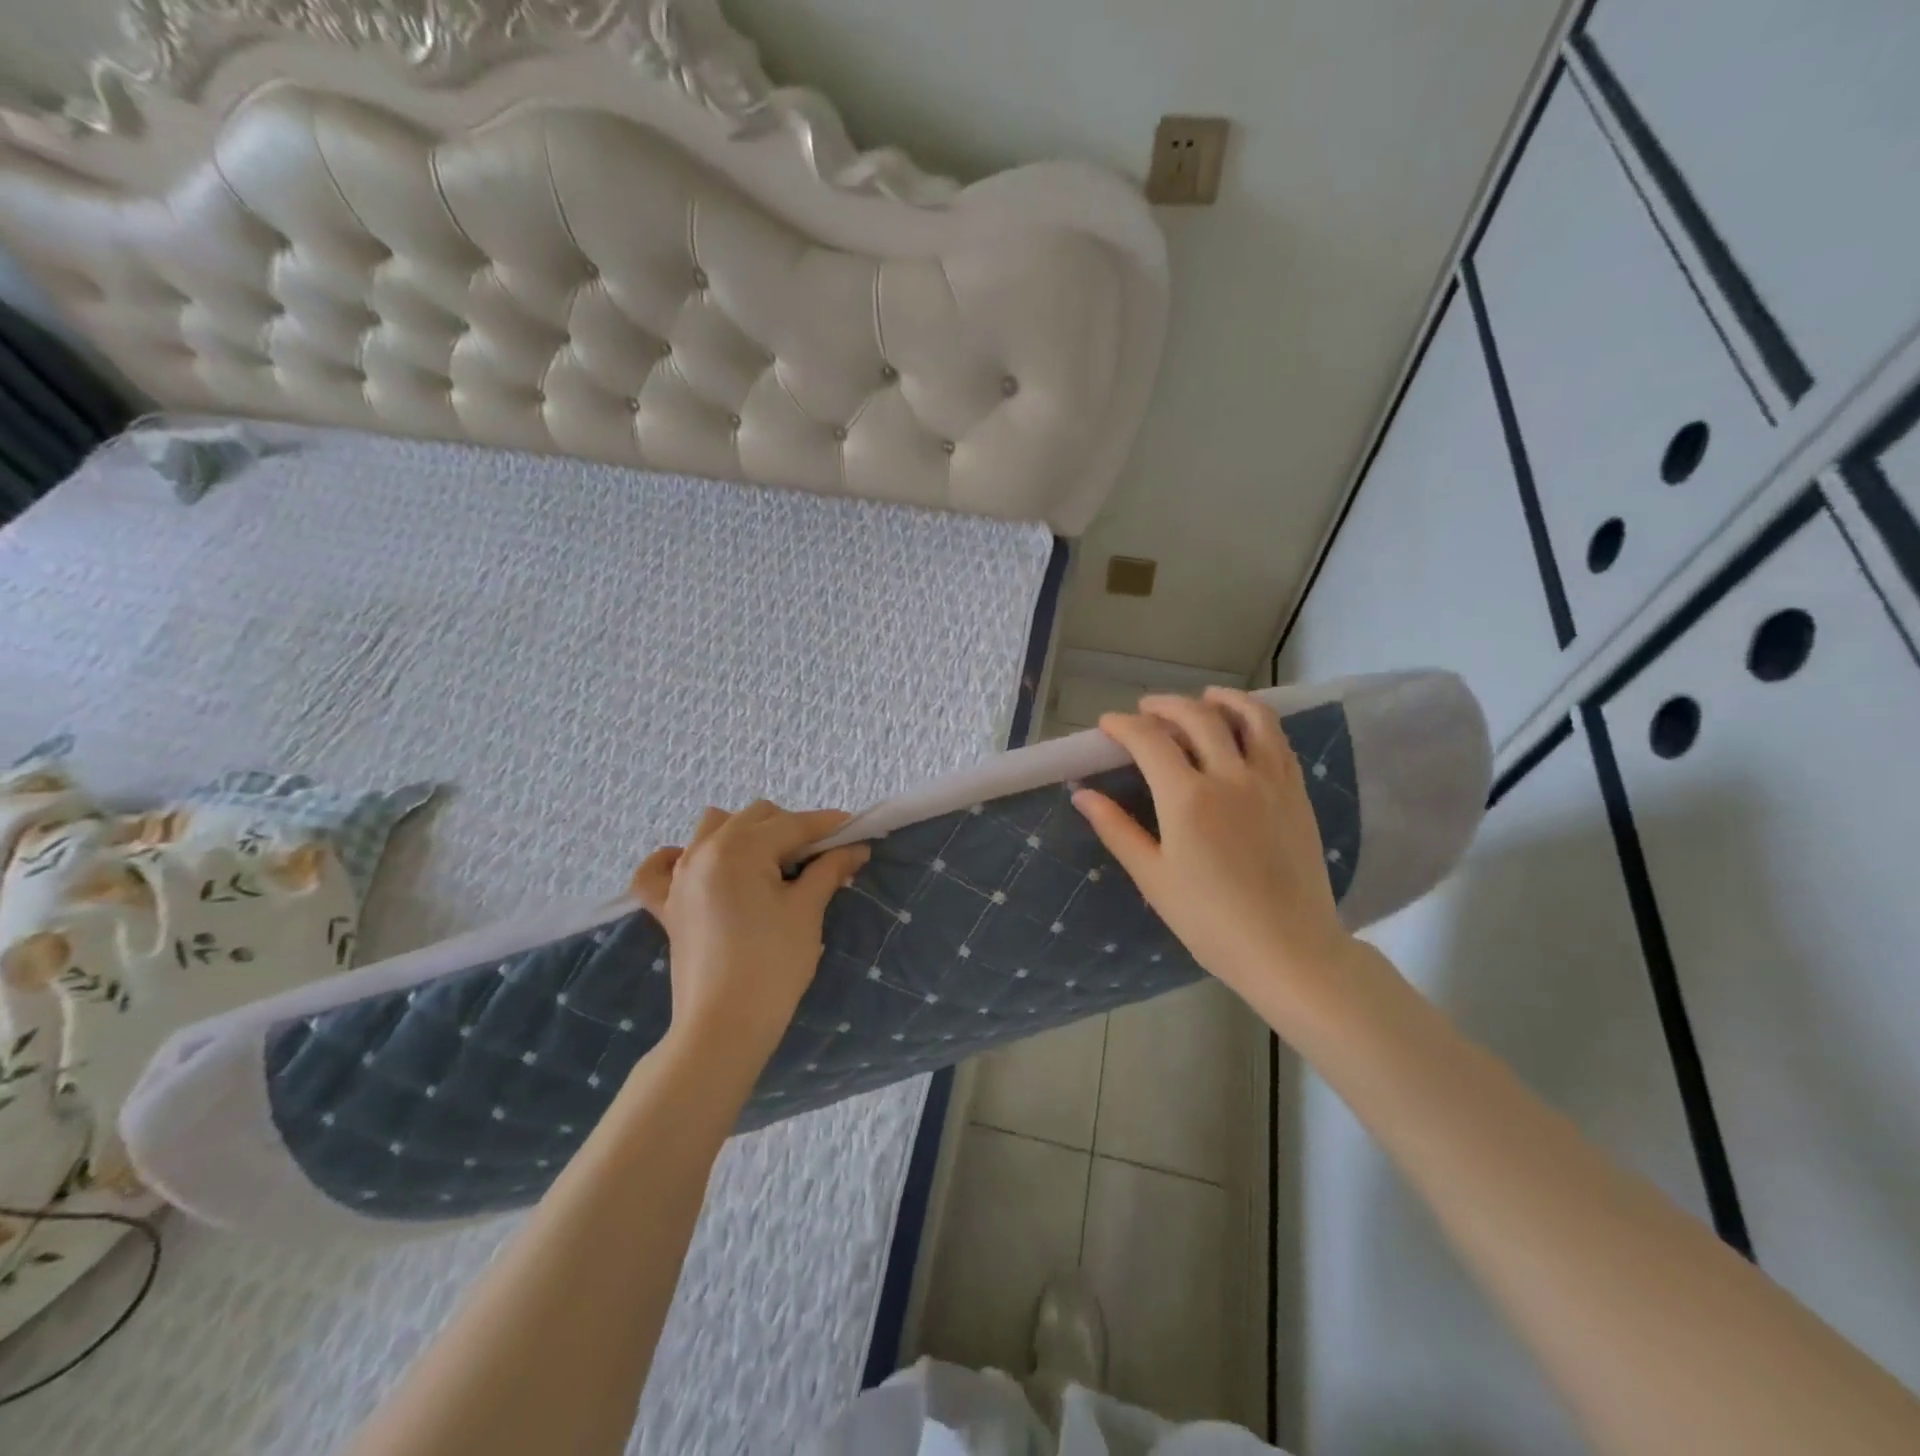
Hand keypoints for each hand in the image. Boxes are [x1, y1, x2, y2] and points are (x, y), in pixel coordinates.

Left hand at [629, 802, 869, 1066]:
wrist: (724, 1027)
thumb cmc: (773, 965)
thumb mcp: (807, 911)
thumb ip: (829, 870)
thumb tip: (854, 848)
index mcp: (740, 848)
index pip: (794, 824)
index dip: (829, 826)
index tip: (857, 831)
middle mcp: (704, 850)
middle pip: (756, 817)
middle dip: (792, 828)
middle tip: (821, 857)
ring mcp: (679, 877)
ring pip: (713, 828)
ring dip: (745, 833)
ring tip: (771, 862)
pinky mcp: (667, 906)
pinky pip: (659, 868)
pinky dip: (676, 858)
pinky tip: (695, 865)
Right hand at [1071, 688, 1358, 1016]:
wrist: (1289, 950)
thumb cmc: (1211, 921)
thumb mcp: (1154, 878)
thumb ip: (1117, 829)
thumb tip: (1082, 794)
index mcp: (1188, 799)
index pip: (1149, 740)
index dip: (1123, 726)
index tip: (1107, 725)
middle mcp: (1230, 776)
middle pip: (1196, 716)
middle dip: (1164, 705)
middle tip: (1145, 710)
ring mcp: (1270, 780)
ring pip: (1248, 716)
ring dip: (1219, 699)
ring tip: (1202, 698)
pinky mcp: (1296, 792)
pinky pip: (1277, 739)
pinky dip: (1256, 720)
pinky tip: (1244, 728)